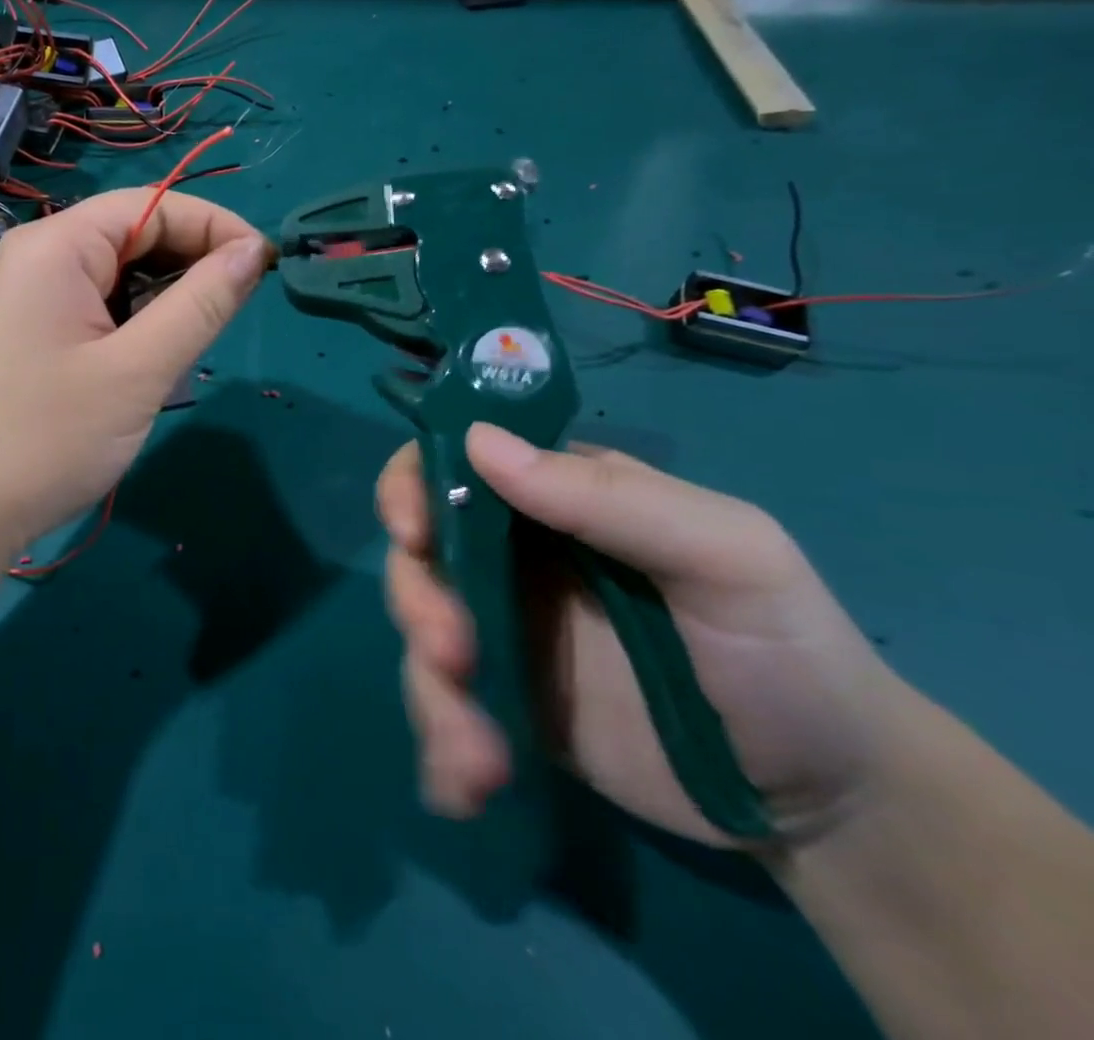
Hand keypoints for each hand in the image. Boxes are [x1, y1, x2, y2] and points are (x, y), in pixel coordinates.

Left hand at [0, 189, 270, 567]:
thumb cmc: (52, 437)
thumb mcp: (139, 370)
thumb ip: (201, 303)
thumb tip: (252, 251)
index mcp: (56, 246)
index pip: (151, 204)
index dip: (213, 225)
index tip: (265, 264)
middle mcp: (38, 255)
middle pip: (132, 232)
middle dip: (190, 261)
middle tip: (236, 308)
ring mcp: (30, 292)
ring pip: (118, 271)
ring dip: (164, 295)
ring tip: (195, 337)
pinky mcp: (31, 327)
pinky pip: (96, 302)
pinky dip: (134, 318)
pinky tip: (152, 353)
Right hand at [380, 423, 903, 847]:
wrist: (832, 802)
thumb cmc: (787, 651)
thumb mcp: (727, 556)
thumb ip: (610, 496)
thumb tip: (477, 441)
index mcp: (555, 500)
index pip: (455, 463)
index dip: (413, 484)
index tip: (412, 533)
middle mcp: (513, 556)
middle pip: (421, 554)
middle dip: (419, 602)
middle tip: (455, 657)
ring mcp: (504, 631)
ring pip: (420, 634)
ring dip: (431, 690)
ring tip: (483, 757)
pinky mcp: (505, 703)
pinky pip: (444, 708)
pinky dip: (442, 744)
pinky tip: (468, 788)